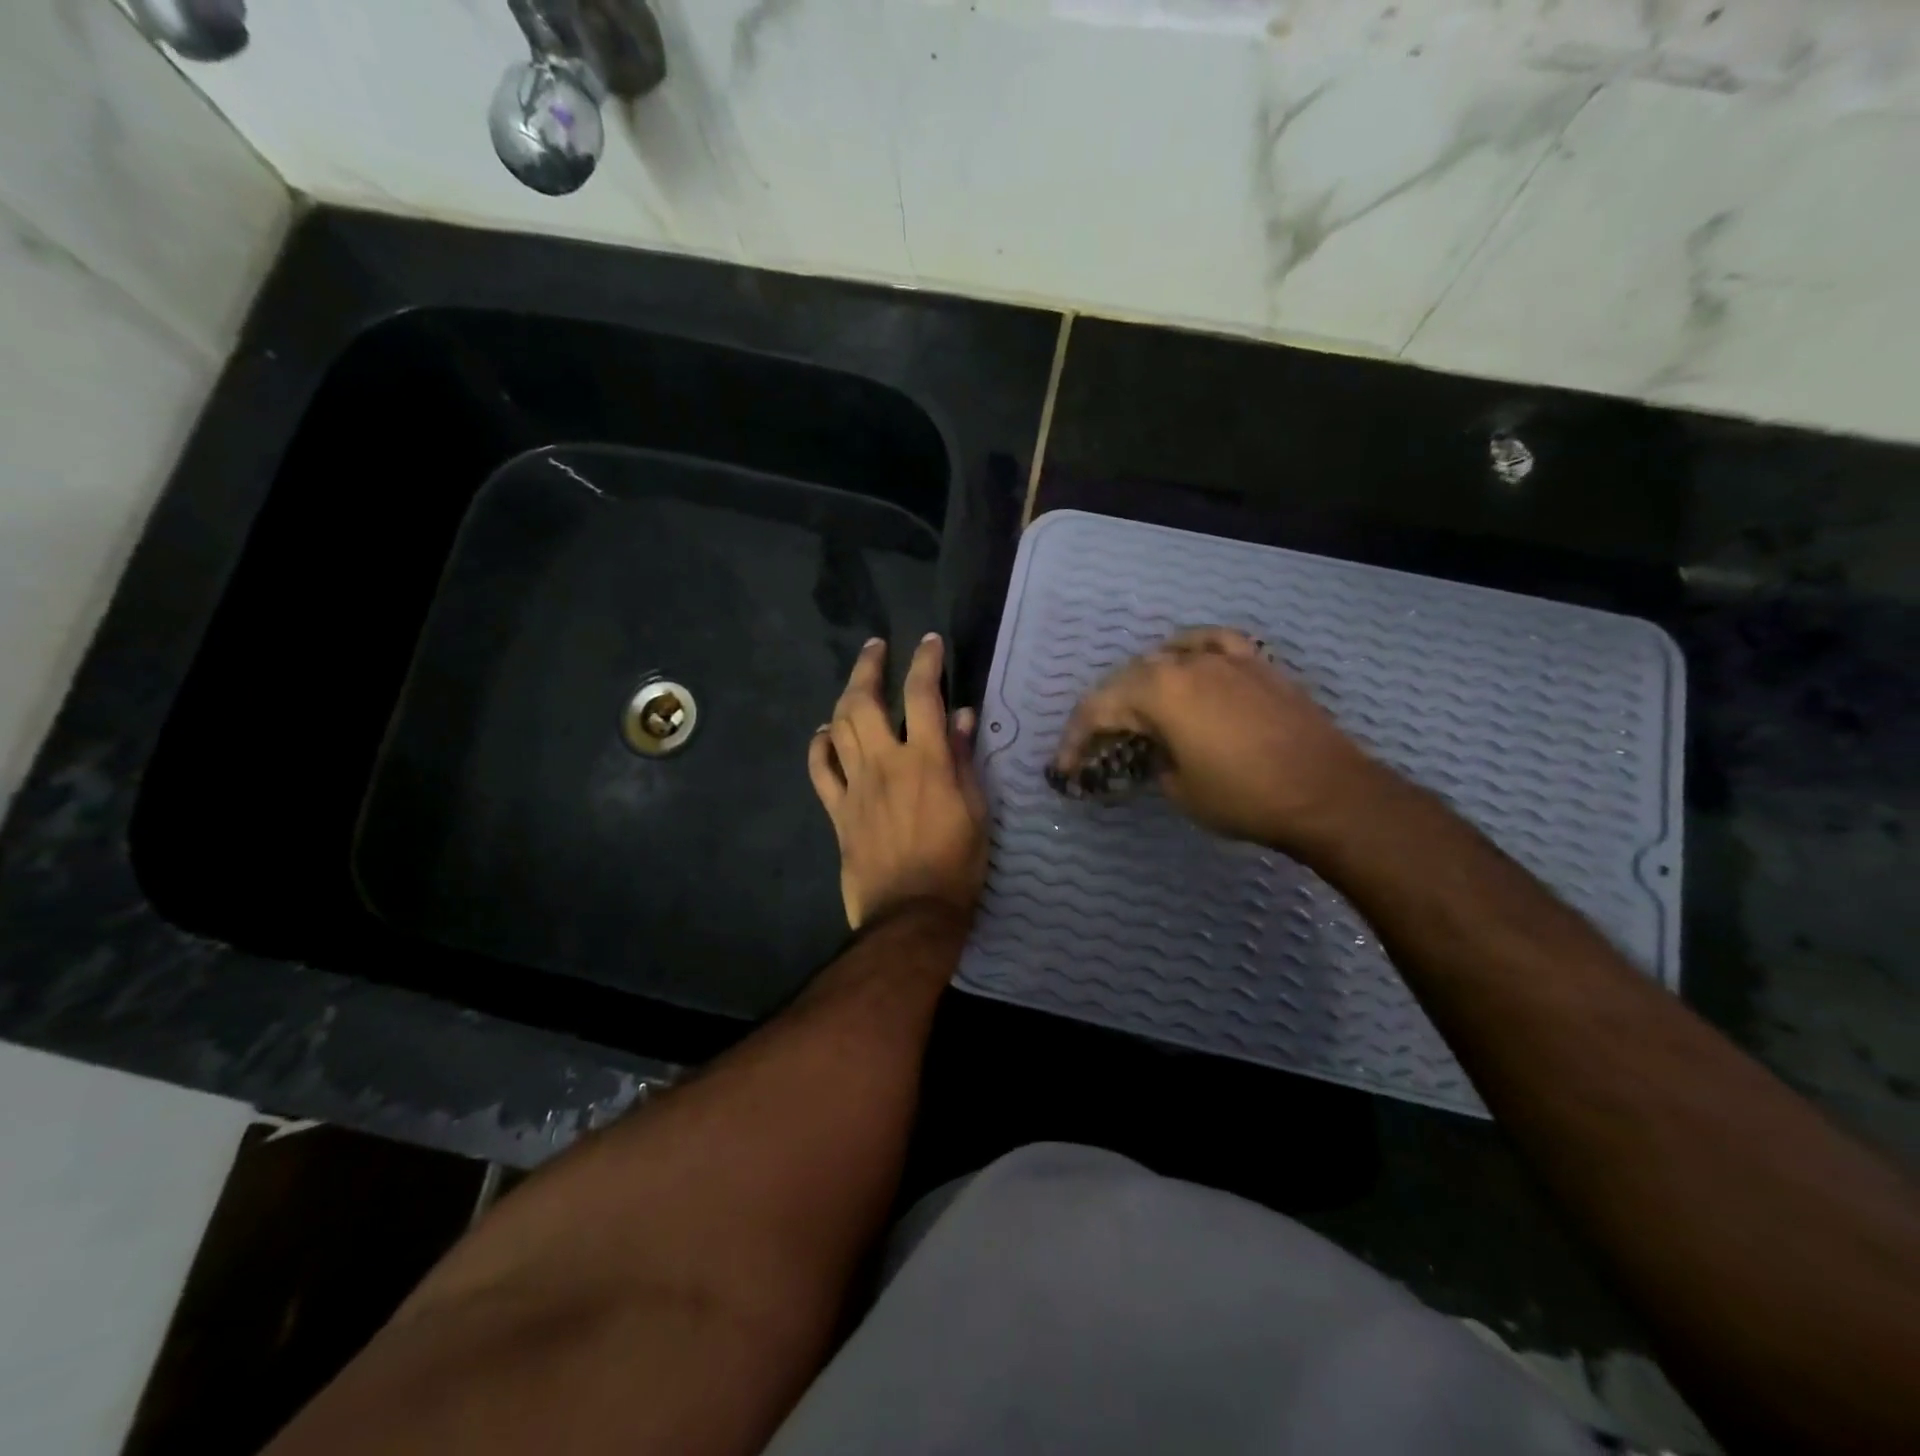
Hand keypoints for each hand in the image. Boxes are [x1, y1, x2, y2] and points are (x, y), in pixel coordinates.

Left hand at [808, 634, 988, 929]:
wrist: (912, 914)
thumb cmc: (957, 863)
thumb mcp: (977, 810)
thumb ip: (965, 759)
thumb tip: (962, 715)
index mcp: (927, 761)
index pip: (924, 695)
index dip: (926, 662)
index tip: (929, 641)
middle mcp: (886, 763)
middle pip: (865, 701)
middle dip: (869, 666)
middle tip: (875, 647)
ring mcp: (856, 786)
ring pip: (838, 728)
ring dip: (844, 698)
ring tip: (855, 684)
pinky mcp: (838, 810)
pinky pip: (820, 770)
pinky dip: (820, 747)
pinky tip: (824, 735)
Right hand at [1050, 626, 1378, 851]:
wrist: (1327, 793)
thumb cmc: (1244, 797)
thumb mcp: (1179, 789)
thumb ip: (1154, 760)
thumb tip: (1158, 751)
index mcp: (1159, 691)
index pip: (1098, 708)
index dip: (1075, 739)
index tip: (1066, 768)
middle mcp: (1186, 663)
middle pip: (1127, 679)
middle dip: (1105, 713)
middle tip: (1096, 745)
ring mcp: (1225, 658)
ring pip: (1167, 657)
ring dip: (1142, 683)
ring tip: (1137, 709)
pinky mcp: (1257, 664)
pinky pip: (1213, 644)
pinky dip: (1192, 651)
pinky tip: (1188, 661)